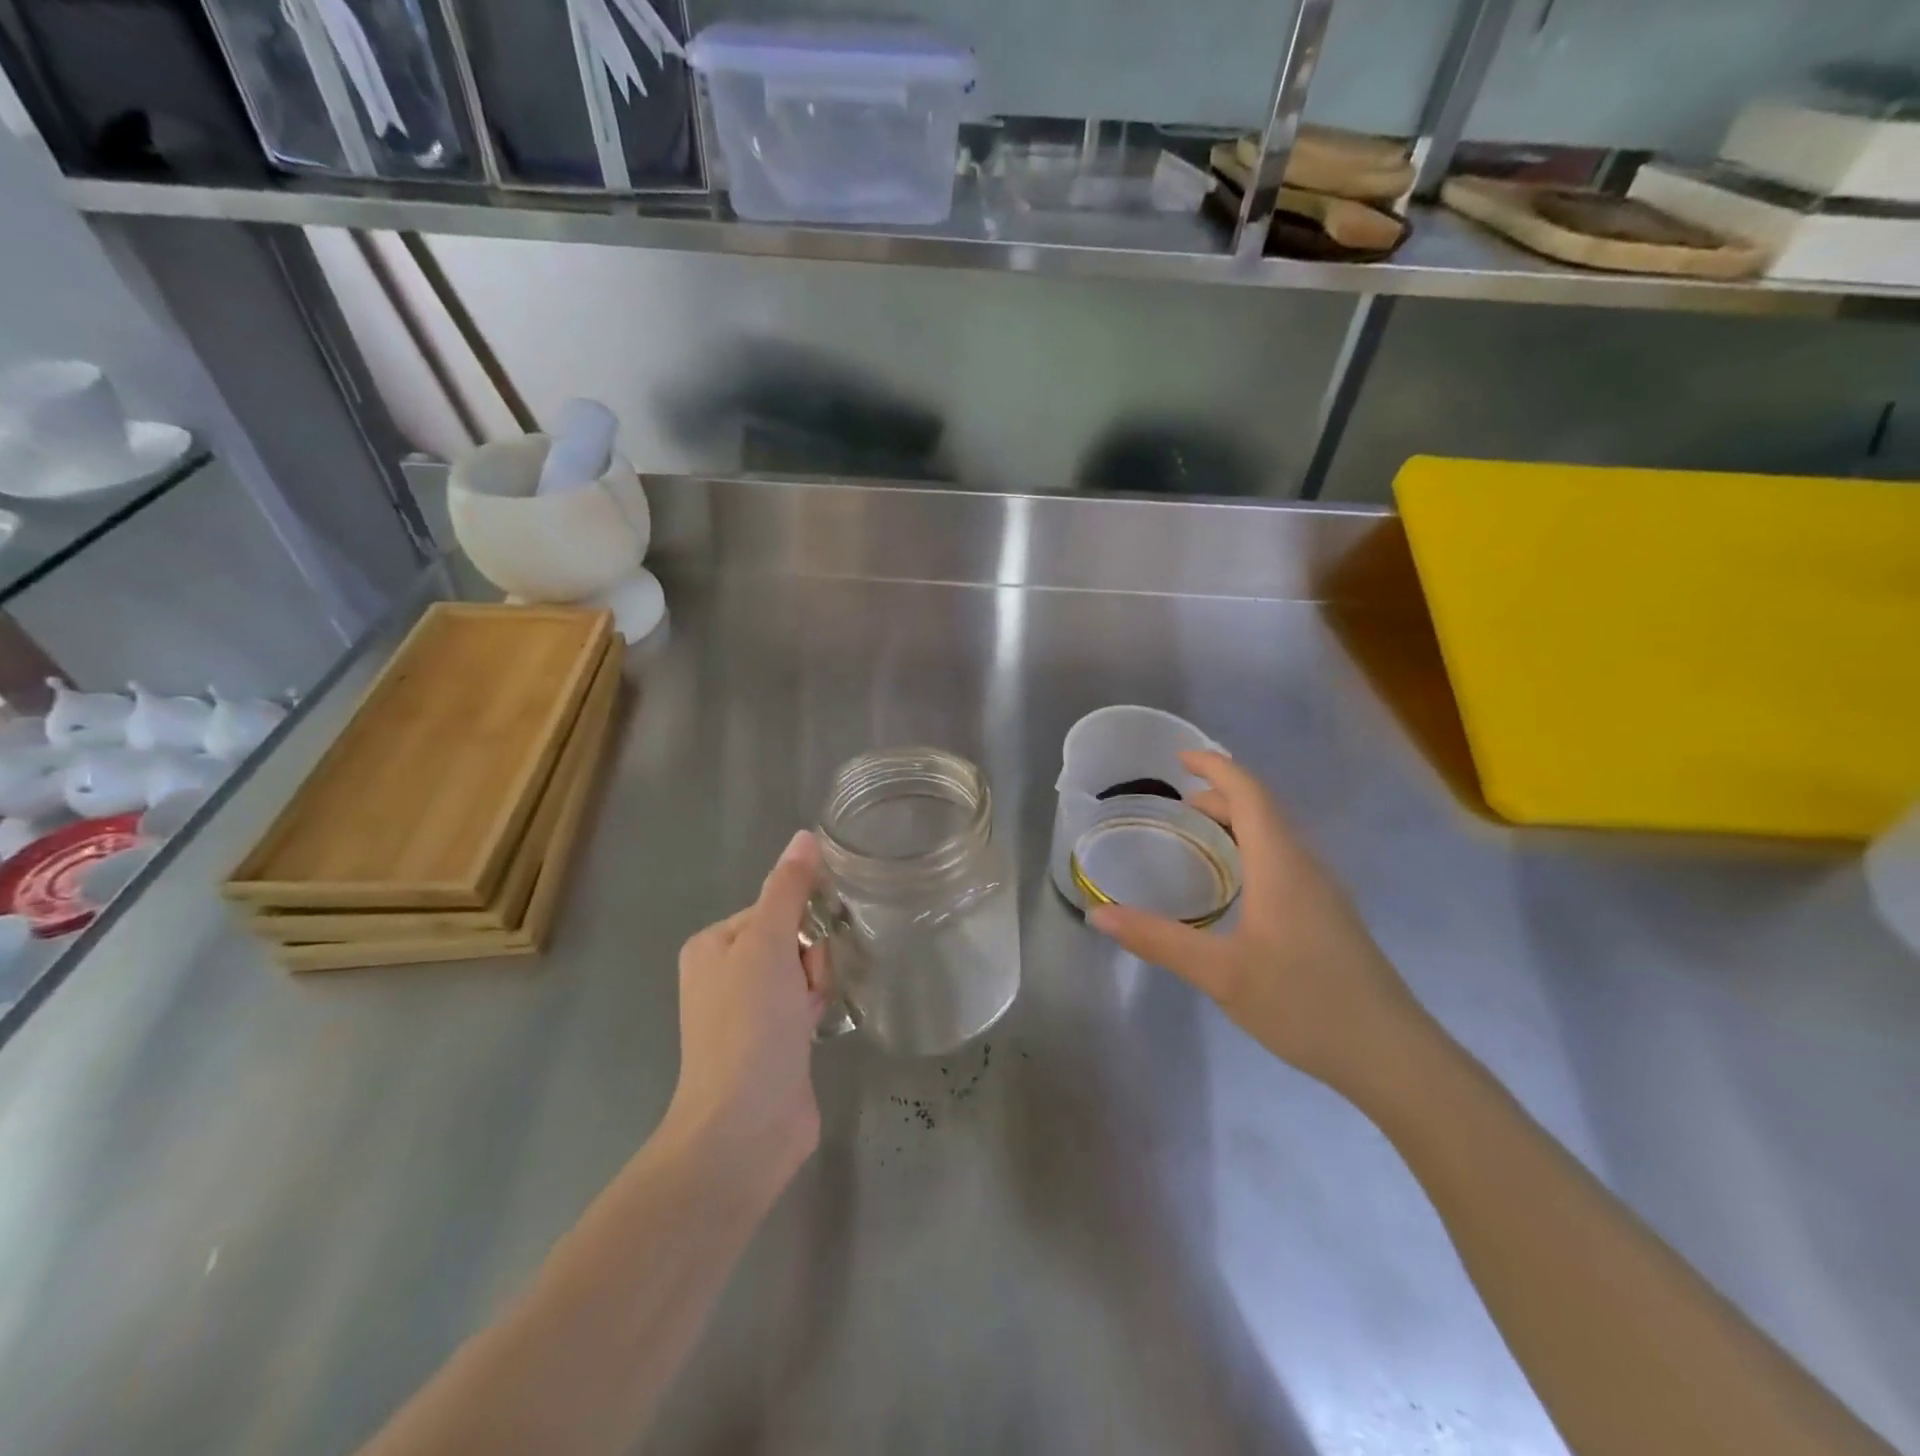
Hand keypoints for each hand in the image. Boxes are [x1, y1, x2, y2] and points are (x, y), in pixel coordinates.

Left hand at [661, 831, 829, 1198]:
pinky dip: (814, 1010)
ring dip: (815, 985)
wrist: (745, 1124)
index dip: (799, 923)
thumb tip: (804, 836)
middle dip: (810, 957)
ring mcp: (747, 1012)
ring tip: (809, 1015)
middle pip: (791, 938)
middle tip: (805, 988)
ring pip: (802, 970)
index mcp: (712, 945)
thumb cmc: (750, 1023)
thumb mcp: (767, 942)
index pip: (773, 907)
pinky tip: (815, 1030)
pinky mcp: (771, 1042)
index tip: (805, 951)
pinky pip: (804, 1004)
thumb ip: (788, 888)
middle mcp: (724, 974)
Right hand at [1089, 751, 1421, 1093]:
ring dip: (1237, 824)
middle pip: (1262, 810)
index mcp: (1281, 864)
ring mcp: (1324, 892)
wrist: (1392, 1056)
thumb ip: (1158, 939)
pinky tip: (1236, 889)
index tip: (1179, 759)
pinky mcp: (1330, 917)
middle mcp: (1306, 866)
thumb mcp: (1220, 973)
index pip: (1249, 793)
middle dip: (1219, 797)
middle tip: (1175, 809)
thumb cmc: (1304, 1003)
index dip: (1215, 768)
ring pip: (1277, 837)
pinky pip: (1285, 862)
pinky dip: (1252, 851)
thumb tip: (1099, 913)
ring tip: (1198, 840)